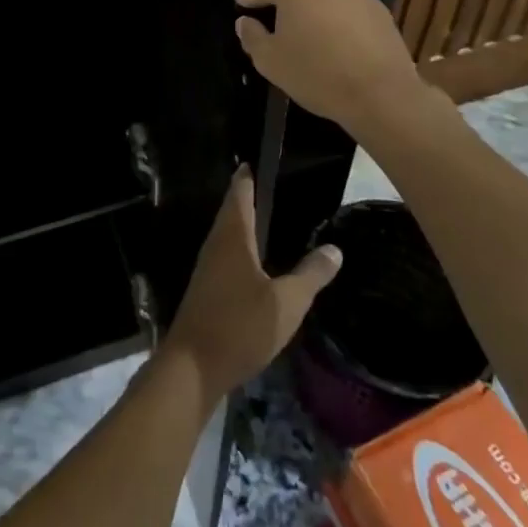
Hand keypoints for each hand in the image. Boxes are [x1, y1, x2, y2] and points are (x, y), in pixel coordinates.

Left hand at [159, 167, 341, 402]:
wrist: (193, 367)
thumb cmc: (240, 326)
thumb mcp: (287, 303)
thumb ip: (311, 275)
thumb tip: (334, 248)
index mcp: (233, 237)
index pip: (240, 193)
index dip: (248, 176)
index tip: (257, 159)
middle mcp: (216, 245)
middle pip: (231, 212)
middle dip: (248, 198)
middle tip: (274, 187)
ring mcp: (207, 268)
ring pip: (227, 235)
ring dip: (245, 225)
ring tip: (270, 221)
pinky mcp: (206, 290)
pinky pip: (226, 257)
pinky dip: (241, 250)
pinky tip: (257, 264)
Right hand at [234, 0, 428, 133]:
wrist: (382, 93)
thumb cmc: (317, 74)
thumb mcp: (270, 61)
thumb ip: (252, 36)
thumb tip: (245, 22)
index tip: (242, 7)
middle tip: (265, 3)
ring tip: (296, 17)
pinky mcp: (375, 2)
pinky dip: (328, 4)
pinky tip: (326, 29)